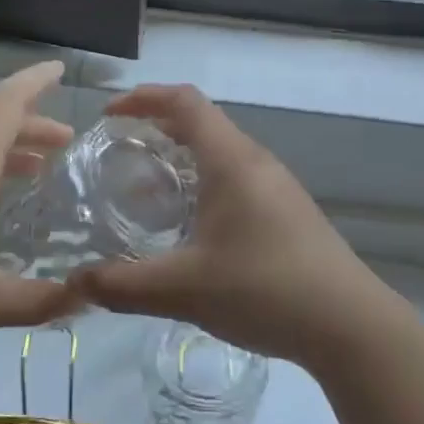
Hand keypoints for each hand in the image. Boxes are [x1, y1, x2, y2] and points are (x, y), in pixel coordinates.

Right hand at [69, 85, 389, 369]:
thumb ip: (123, 285)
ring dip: (181, 161)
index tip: (109, 114)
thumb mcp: (183, 289)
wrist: (350, 325)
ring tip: (147, 193)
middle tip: (119, 153)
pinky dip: (203, 185)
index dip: (143, 97)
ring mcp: (278, 188)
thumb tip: (73, 285)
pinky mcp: (288, 213)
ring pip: (221, 154)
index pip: (184, 102)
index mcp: (232, 161)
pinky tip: (191, 229)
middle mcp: (256, 162)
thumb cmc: (265, 289)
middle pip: (202, 124)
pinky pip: (237, 180)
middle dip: (156, 128)